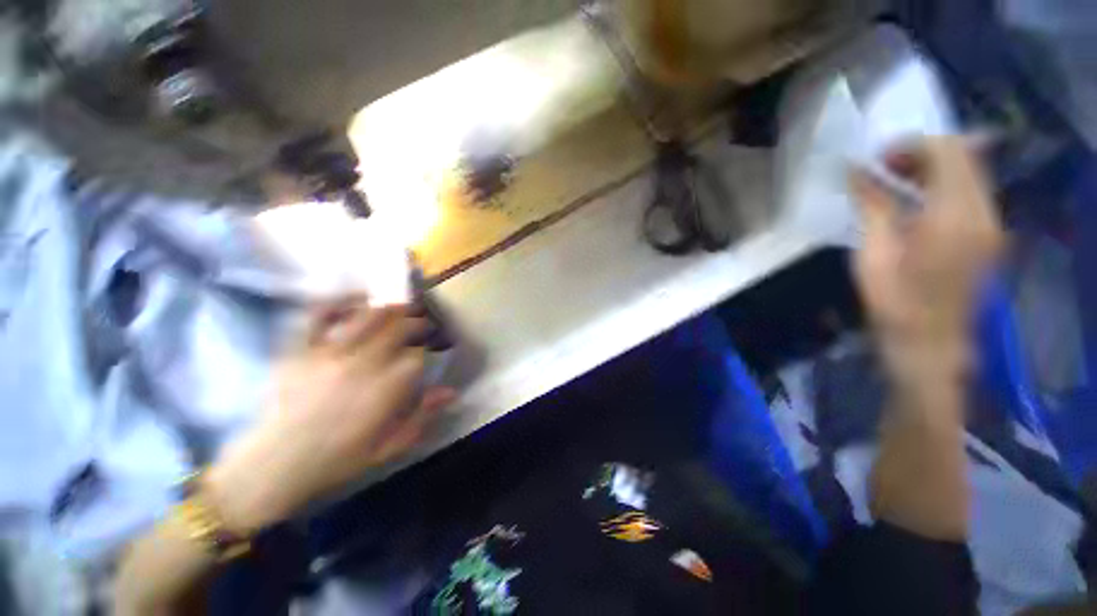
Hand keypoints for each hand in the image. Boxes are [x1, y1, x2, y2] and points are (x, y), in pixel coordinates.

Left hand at [206, 297, 455, 533]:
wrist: (274, 465)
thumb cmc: (337, 459)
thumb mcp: (387, 447)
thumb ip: (421, 416)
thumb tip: (451, 392)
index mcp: (385, 389)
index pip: (417, 355)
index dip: (428, 347)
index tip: (431, 346)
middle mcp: (363, 364)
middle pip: (399, 328)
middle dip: (416, 322)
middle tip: (422, 323)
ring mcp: (329, 353)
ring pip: (368, 316)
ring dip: (390, 307)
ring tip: (399, 305)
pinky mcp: (301, 349)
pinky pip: (321, 316)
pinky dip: (339, 302)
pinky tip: (355, 298)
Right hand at [852, 137, 1003, 376]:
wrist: (931, 344)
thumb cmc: (895, 303)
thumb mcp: (873, 254)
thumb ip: (872, 206)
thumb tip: (856, 171)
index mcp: (954, 218)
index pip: (948, 153)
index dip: (912, 145)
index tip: (877, 158)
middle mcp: (983, 213)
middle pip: (965, 156)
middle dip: (923, 151)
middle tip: (884, 167)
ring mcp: (992, 224)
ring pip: (970, 171)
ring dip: (934, 166)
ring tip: (897, 180)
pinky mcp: (989, 234)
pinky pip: (971, 191)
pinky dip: (944, 184)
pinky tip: (917, 200)